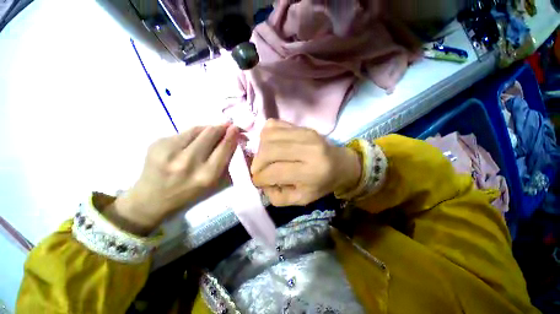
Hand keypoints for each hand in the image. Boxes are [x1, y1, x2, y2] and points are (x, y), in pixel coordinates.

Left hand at [107, 124, 238, 234]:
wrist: (152, 199)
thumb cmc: (189, 194)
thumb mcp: (214, 183)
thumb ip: (226, 161)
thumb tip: (233, 139)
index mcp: (207, 175)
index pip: (224, 147)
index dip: (232, 135)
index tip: (236, 128)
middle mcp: (189, 162)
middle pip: (211, 133)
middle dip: (221, 128)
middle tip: (226, 126)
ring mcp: (170, 151)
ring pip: (197, 129)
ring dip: (207, 129)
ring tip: (210, 133)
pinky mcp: (157, 143)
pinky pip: (183, 132)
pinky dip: (192, 134)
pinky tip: (191, 142)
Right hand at [251, 120, 361, 206]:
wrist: (340, 163)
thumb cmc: (322, 184)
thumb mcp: (302, 199)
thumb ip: (278, 197)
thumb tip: (261, 183)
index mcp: (311, 171)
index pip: (274, 172)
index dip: (260, 178)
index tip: (258, 181)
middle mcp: (308, 149)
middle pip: (269, 151)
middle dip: (257, 163)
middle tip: (259, 170)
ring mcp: (305, 133)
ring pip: (268, 136)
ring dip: (260, 149)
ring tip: (265, 158)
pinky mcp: (301, 126)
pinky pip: (273, 124)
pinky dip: (266, 136)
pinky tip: (271, 145)